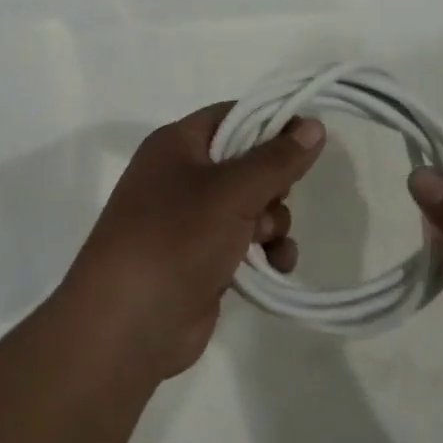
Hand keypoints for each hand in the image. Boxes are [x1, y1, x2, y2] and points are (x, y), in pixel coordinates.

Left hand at [65, 103, 325, 379]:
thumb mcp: (232, 191)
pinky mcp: (202, 259)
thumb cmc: (175, 238)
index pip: (232, 116)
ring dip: (273, 221)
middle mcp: (181, 176)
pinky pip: (245, 242)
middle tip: (279, 197)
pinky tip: (278, 265)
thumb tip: (314, 125)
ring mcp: (191, 221)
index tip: (309, 138)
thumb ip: (277, 159)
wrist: (128, 326)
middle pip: (247, 162)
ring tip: (268, 242)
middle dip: (273, 183)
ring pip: (252, 205)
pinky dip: (266, 250)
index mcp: (177, 145)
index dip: (271, 123)